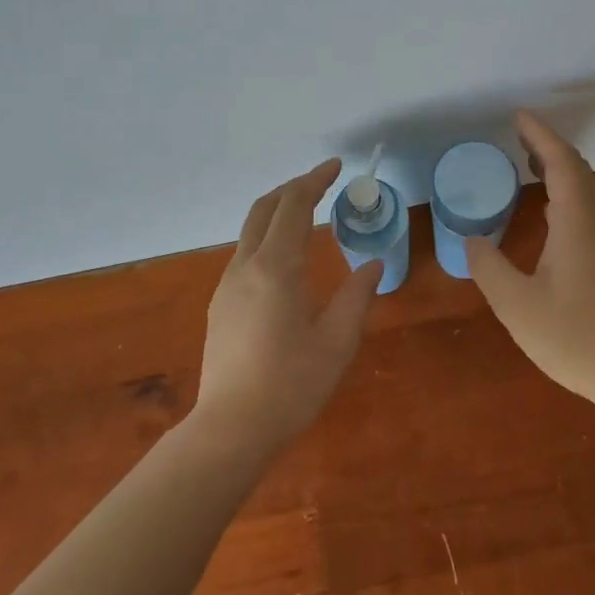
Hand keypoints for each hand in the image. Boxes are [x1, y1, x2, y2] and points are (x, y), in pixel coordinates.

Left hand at [195, 159, 382, 451]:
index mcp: (276, 267)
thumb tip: (373, 266)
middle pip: (264, 209)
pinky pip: (245, 254)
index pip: (294, 206)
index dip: (314, 180)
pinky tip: (285, 259)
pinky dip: (266, 237)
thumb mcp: (337, 341)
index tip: (335, 166)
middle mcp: (246, 267)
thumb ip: (357, 296)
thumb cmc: (291, 384)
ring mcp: (228, 286)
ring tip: (306, 215)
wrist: (231, 428)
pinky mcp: (221, 306)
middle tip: (320, 182)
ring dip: (277, 212)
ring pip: (250, 231)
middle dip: (292, 188)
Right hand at [465, 112, 594, 406]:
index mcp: (578, 221)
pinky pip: (593, 207)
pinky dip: (570, 193)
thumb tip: (473, 240)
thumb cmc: (576, 337)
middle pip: (578, 169)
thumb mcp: (517, 305)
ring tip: (530, 165)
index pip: (560, 161)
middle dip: (548, 147)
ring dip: (560, 170)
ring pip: (588, 188)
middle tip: (517, 138)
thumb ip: (488, 267)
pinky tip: (553, 213)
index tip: (517, 116)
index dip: (539, 134)